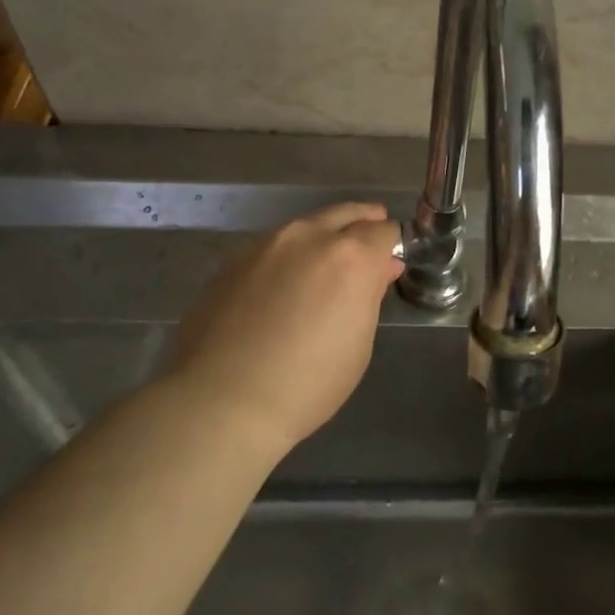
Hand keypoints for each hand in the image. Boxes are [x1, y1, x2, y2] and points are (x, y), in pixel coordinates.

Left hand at [164, 202, 404, 455]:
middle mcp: (308, 238)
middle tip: (369, 242)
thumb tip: (378, 270)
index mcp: (350, 257)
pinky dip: (288, 257)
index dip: (392, 244)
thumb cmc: (308, 383)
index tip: (392, 261)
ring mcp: (265, 245)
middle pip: (345, 213)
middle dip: (362, 222)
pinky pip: (272, 248)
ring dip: (322, 237)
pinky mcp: (232, 262)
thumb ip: (368, 297)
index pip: (384, 231)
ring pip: (305, 227)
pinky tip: (283, 284)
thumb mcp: (358, 345)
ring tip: (325, 264)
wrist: (222, 400)